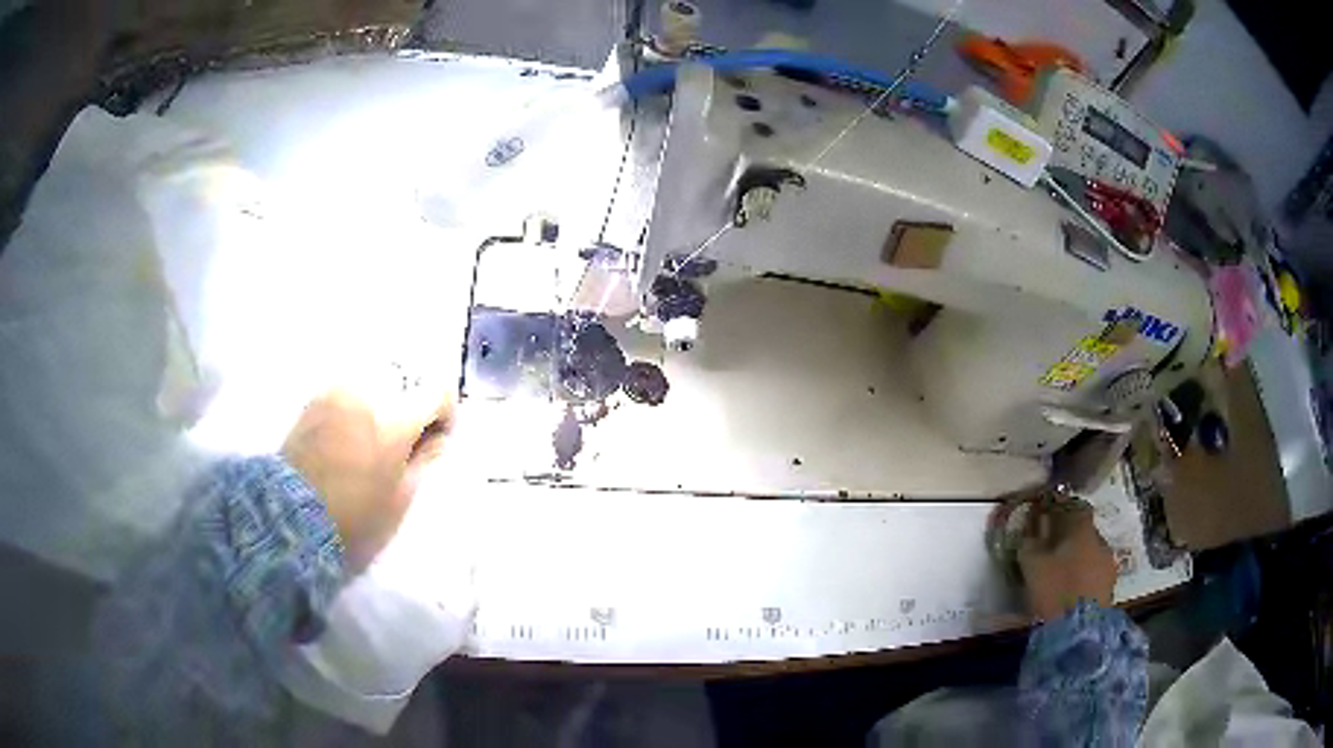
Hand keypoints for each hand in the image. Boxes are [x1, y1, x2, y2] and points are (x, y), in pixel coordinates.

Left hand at [282, 383, 451, 572]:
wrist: (292, 516)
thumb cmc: (354, 516)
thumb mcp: (400, 499)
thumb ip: (423, 461)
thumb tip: (436, 439)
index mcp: (394, 419)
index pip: (438, 393)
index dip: (445, 416)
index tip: (437, 440)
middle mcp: (367, 393)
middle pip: (405, 384)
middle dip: (411, 409)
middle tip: (405, 443)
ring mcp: (338, 392)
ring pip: (375, 383)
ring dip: (383, 404)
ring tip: (374, 439)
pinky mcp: (316, 399)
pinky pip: (349, 391)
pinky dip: (358, 406)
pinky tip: (350, 436)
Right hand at [1016, 499, 1116, 620]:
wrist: (1079, 628)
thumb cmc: (1055, 590)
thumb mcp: (1032, 566)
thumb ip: (1029, 545)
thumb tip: (1028, 531)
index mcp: (1082, 528)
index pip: (1075, 505)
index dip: (1061, 507)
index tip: (1048, 513)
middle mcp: (1100, 539)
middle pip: (1085, 530)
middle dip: (1070, 535)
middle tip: (1054, 547)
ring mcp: (1108, 563)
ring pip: (1092, 551)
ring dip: (1079, 557)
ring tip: (1063, 571)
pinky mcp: (1111, 585)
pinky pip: (1096, 571)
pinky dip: (1085, 574)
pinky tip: (1073, 587)